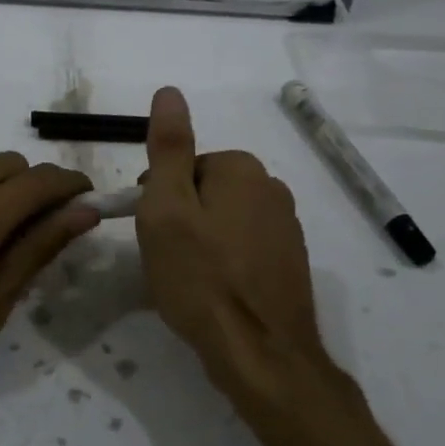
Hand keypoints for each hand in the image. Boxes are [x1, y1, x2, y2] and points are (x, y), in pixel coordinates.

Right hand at [134, 87, 339, 417]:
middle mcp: (272, 188)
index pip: (183, 166)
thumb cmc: (201, 277)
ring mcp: (287, 227)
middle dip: (181, 218)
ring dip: (202, 241)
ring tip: (189, 279)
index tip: (152, 232)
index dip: (159, 198)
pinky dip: (225, 262)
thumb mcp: (167, 208)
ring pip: (224, 220)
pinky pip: (244, 247)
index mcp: (242, 169)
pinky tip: (215, 292)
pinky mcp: (291, 262)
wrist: (261, 354)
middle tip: (167, 258)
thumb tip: (169, 91)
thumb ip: (168, 147)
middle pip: (205, 191)